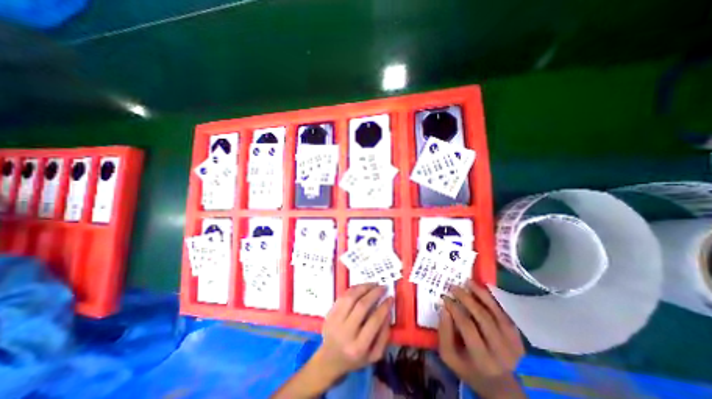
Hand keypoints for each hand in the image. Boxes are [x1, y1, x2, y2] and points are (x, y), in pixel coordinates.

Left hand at [312, 283, 391, 382]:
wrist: (330, 359)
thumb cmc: (356, 358)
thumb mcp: (374, 355)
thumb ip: (384, 335)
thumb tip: (388, 312)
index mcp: (359, 347)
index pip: (374, 321)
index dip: (384, 307)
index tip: (390, 297)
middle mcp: (346, 333)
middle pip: (361, 306)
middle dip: (374, 293)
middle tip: (383, 287)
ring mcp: (335, 321)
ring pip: (350, 298)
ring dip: (363, 287)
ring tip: (373, 284)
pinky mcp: (329, 314)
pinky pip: (342, 296)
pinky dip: (353, 289)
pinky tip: (362, 287)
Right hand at [437, 278, 524, 396]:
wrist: (500, 384)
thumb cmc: (469, 369)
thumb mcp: (449, 356)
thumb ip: (444, 333)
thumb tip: (444, 308)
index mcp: (482, 358)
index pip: (467, 326)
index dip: (455, 308)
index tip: (444, 297)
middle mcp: (500, 350)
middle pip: (483, 317)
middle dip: (466, 299)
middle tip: (454, 287)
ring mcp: (513, 343)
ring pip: (496, 312)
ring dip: (481, 294)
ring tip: (468, 282)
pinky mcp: (518, 337)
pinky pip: (504, 314)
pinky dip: (493, 300)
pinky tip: (483, 290)